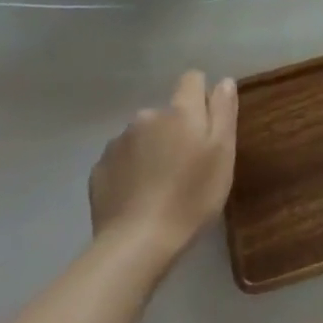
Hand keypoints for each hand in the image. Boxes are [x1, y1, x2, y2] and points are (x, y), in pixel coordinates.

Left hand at [89, 71, 237, 260]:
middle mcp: (147, 116)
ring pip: (143, 135)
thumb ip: (224, 111)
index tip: (207, 125)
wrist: (136, 243)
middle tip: (186, 165)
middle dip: (176, 129)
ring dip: (152, 148)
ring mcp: (118, 142)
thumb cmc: (191, 197)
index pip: (192, 79)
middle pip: (167, 112)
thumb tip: (224, 81)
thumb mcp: (222, 153)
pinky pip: (122, 158)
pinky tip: (138, 196)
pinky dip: (131, 169)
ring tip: (159, 184)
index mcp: (180, 111)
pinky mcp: (99, 168)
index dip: (202, 96)